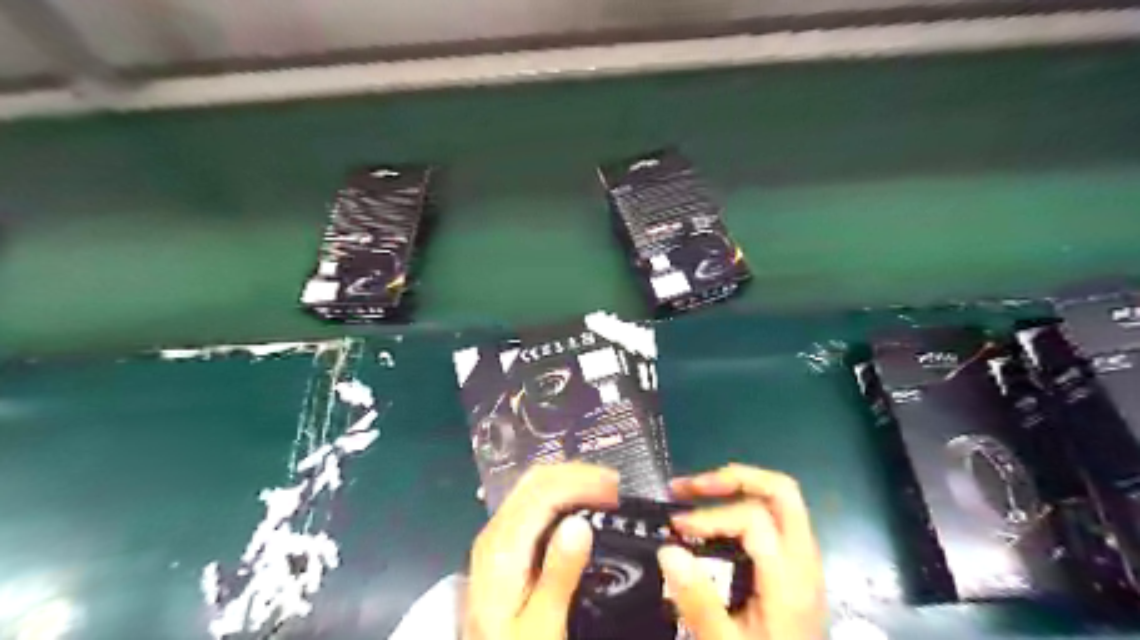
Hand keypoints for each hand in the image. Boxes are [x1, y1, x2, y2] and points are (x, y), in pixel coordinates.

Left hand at [465, 465, 618, 639]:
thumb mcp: (542, 626)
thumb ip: (559, 575)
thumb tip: (580, 523)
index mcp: (502, 549)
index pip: (541, 492)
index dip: (580, 482)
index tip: (614, 488)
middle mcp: (496, 532)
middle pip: (535, 480)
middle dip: (577, 474)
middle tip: (614, 485)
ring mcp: (497, 535)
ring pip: (533, 486)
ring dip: (569, 480)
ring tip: (604, 490)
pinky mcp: (503, 544)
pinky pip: (532, 502)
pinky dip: (560, 494)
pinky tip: (579, 504)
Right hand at [659, 465, 830, 639]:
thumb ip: (699, 601)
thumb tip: (668, 551)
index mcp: (790, 579)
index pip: (754, 517)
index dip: (711, 515)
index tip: (676, 528)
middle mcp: (804, 561)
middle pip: (780, 491)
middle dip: (732, 479)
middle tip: (691, 486)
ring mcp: (804, 562)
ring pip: (779, 500)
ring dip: (736, 488)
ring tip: (696, 492)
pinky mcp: (796, 568)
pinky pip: (775, 519)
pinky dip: (743, 506)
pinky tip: (716, 521)